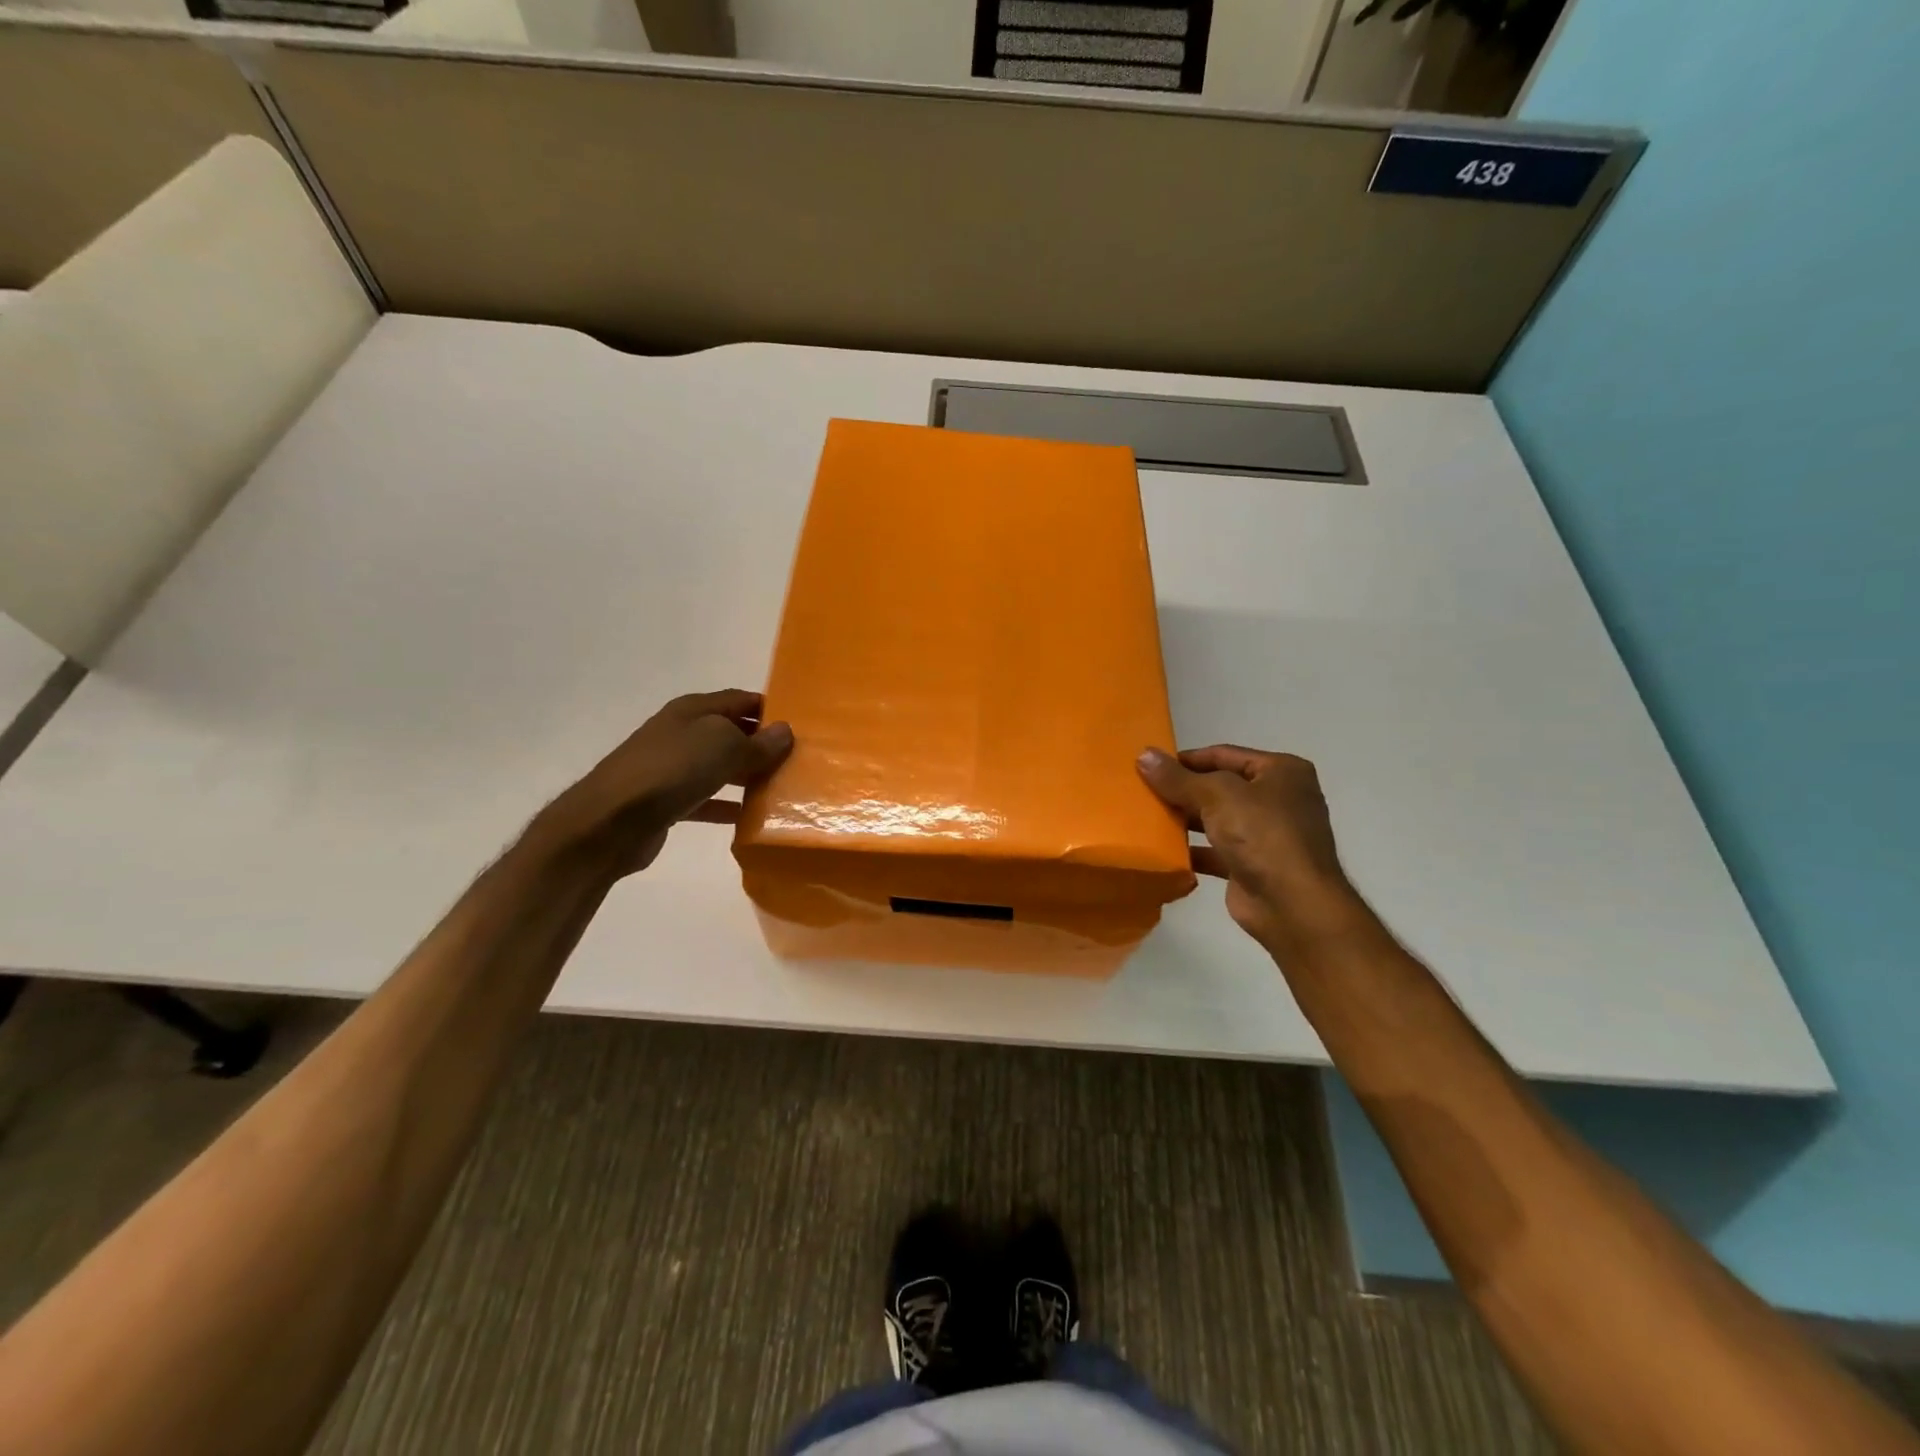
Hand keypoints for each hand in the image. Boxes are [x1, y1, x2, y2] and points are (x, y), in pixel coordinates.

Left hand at [537, 690, 792, 875]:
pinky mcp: (667, 801)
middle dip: (762, 745)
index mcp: (694, 710)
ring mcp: (672, 768)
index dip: (770, 708)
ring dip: (748, 776)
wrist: (611, 821)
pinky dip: (727, 806)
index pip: (741, 699)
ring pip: (720, 767)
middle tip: (798, 761)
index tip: (801, 725)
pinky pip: (706, 799)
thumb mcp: (723, 746)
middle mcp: (682, 733)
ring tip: (782, 789)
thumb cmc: (672, 769)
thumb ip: (757, 742)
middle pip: (731, 733)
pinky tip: (751, 818)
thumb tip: (784, 732)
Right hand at [1137, 744, 1371, 958]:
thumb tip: (1144, 755)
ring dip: (1185, 820)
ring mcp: (1267, 835)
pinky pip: (1216, 851)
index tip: (1150, 766)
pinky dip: (1192, 850)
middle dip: (1184, 790)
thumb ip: (1178, 778)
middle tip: (1143, 792)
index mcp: (1281, 771)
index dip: (1186, 759)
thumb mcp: (1216, 795)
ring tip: (1147, 818)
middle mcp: (1278, 799)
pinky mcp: (1253, 866)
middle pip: (1220, 787)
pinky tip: (1163, 851)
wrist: (1292, 905)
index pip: (1224, 755)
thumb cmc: (1262, 834)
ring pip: (1217, 819)